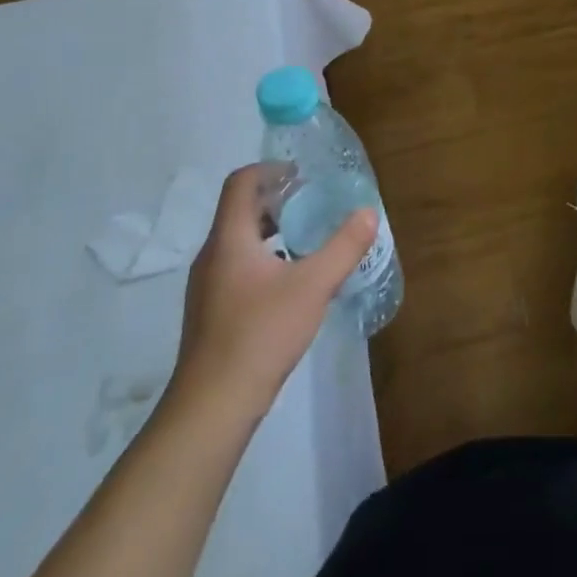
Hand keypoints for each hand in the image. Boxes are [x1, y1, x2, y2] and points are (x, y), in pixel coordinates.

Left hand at [168, 162, 376, 419]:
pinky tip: (290, 283)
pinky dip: (264, 258)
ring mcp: (207, 287)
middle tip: (313, 204)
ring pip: (238, 241)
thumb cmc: (261, 334)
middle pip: (240, 210)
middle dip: (277, 200)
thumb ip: (344, 246)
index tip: (302, 175)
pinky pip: (237, 267)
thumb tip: (369, 211)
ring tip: (307, 240)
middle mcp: (212, 255)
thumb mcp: (314, 286)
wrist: (212, 407)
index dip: (270, 169)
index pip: (241, 182)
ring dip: (271, 230)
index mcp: (229, 239)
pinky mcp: (210, 312)